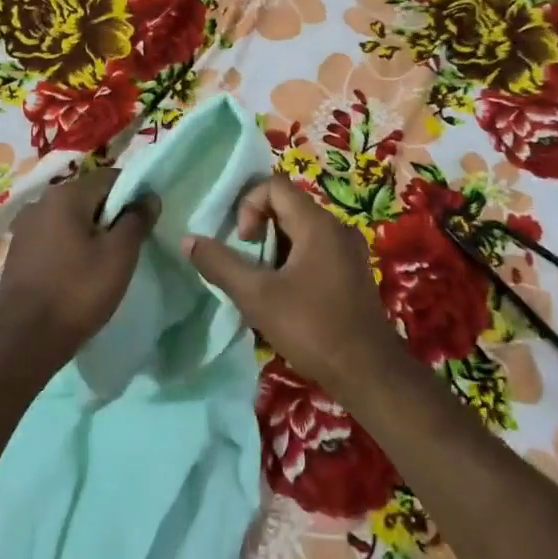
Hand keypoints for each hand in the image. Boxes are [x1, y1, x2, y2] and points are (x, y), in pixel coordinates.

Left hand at [0, 166, 158, 364]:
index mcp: (65, 195)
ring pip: (70, 218)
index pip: (110, 177)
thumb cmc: (77, 292)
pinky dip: (71, 246)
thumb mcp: (119, 255)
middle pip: (88, 196)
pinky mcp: (18, 251)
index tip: (147, 220)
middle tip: (130, 244)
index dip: (134, 193)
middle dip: (111, 214)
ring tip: (106, 261)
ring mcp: (25, 227)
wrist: (23, 341)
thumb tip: (149, 196)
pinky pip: (54, 237)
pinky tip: (79, 272)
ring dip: (91, 232)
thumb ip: (137, 220)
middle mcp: (41, 202)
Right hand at [184, 175, 397, 396]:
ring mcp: (349, 251)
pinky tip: (285, 297)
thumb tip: (188, 240)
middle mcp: (337, 227)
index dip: (249, 206)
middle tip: (246, 264)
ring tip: (262, 284)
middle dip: (259, 230)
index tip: (244, 242)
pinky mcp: (352, 273)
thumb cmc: (312, 327)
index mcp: (317, 223)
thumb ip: (220, 264)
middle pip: (288, 207)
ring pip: (301, 232)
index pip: (274, 185)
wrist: (369, 373)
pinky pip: (316, 251)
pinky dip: (293, 263)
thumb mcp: (257, 296)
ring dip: (275, 250)